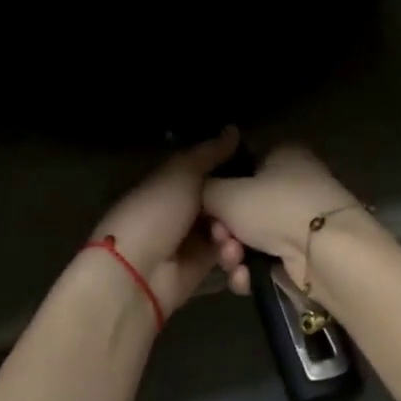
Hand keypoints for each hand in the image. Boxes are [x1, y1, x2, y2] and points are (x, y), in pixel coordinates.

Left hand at [89, 127, 239, 315]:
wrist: (136, 271)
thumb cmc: (156, 212)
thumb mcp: (182, 173)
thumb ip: (209, 153)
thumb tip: (234, 129)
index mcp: (174, 181)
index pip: (213, 171)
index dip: (237, 170)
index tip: (264, 170)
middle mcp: (185, 209)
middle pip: (227, 204)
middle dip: (241, 210)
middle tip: (248, 214)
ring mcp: (194, 241)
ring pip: (233, 233)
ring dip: (237, 240)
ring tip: (228, 246)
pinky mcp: (203, 270)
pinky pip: (230, 264)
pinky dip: (237, 266)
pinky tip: (235, 266)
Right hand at [202, 144, 363, 296]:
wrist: (326, 254)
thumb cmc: (275, 208)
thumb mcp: (225, 192)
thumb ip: (203, 189)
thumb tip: (199, 193)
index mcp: (282, 154)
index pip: (239, 164)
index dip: (216, 187)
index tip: (204, 208)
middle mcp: (294, 182)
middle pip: (242, 206)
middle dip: (224, 229)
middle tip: (220, 238)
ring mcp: (300, 220)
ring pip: (250, 236)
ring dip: (234, 253)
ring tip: (234, 260)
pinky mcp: (304, 254)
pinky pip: (265, 259)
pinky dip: (252, 270)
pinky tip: (246, 277)